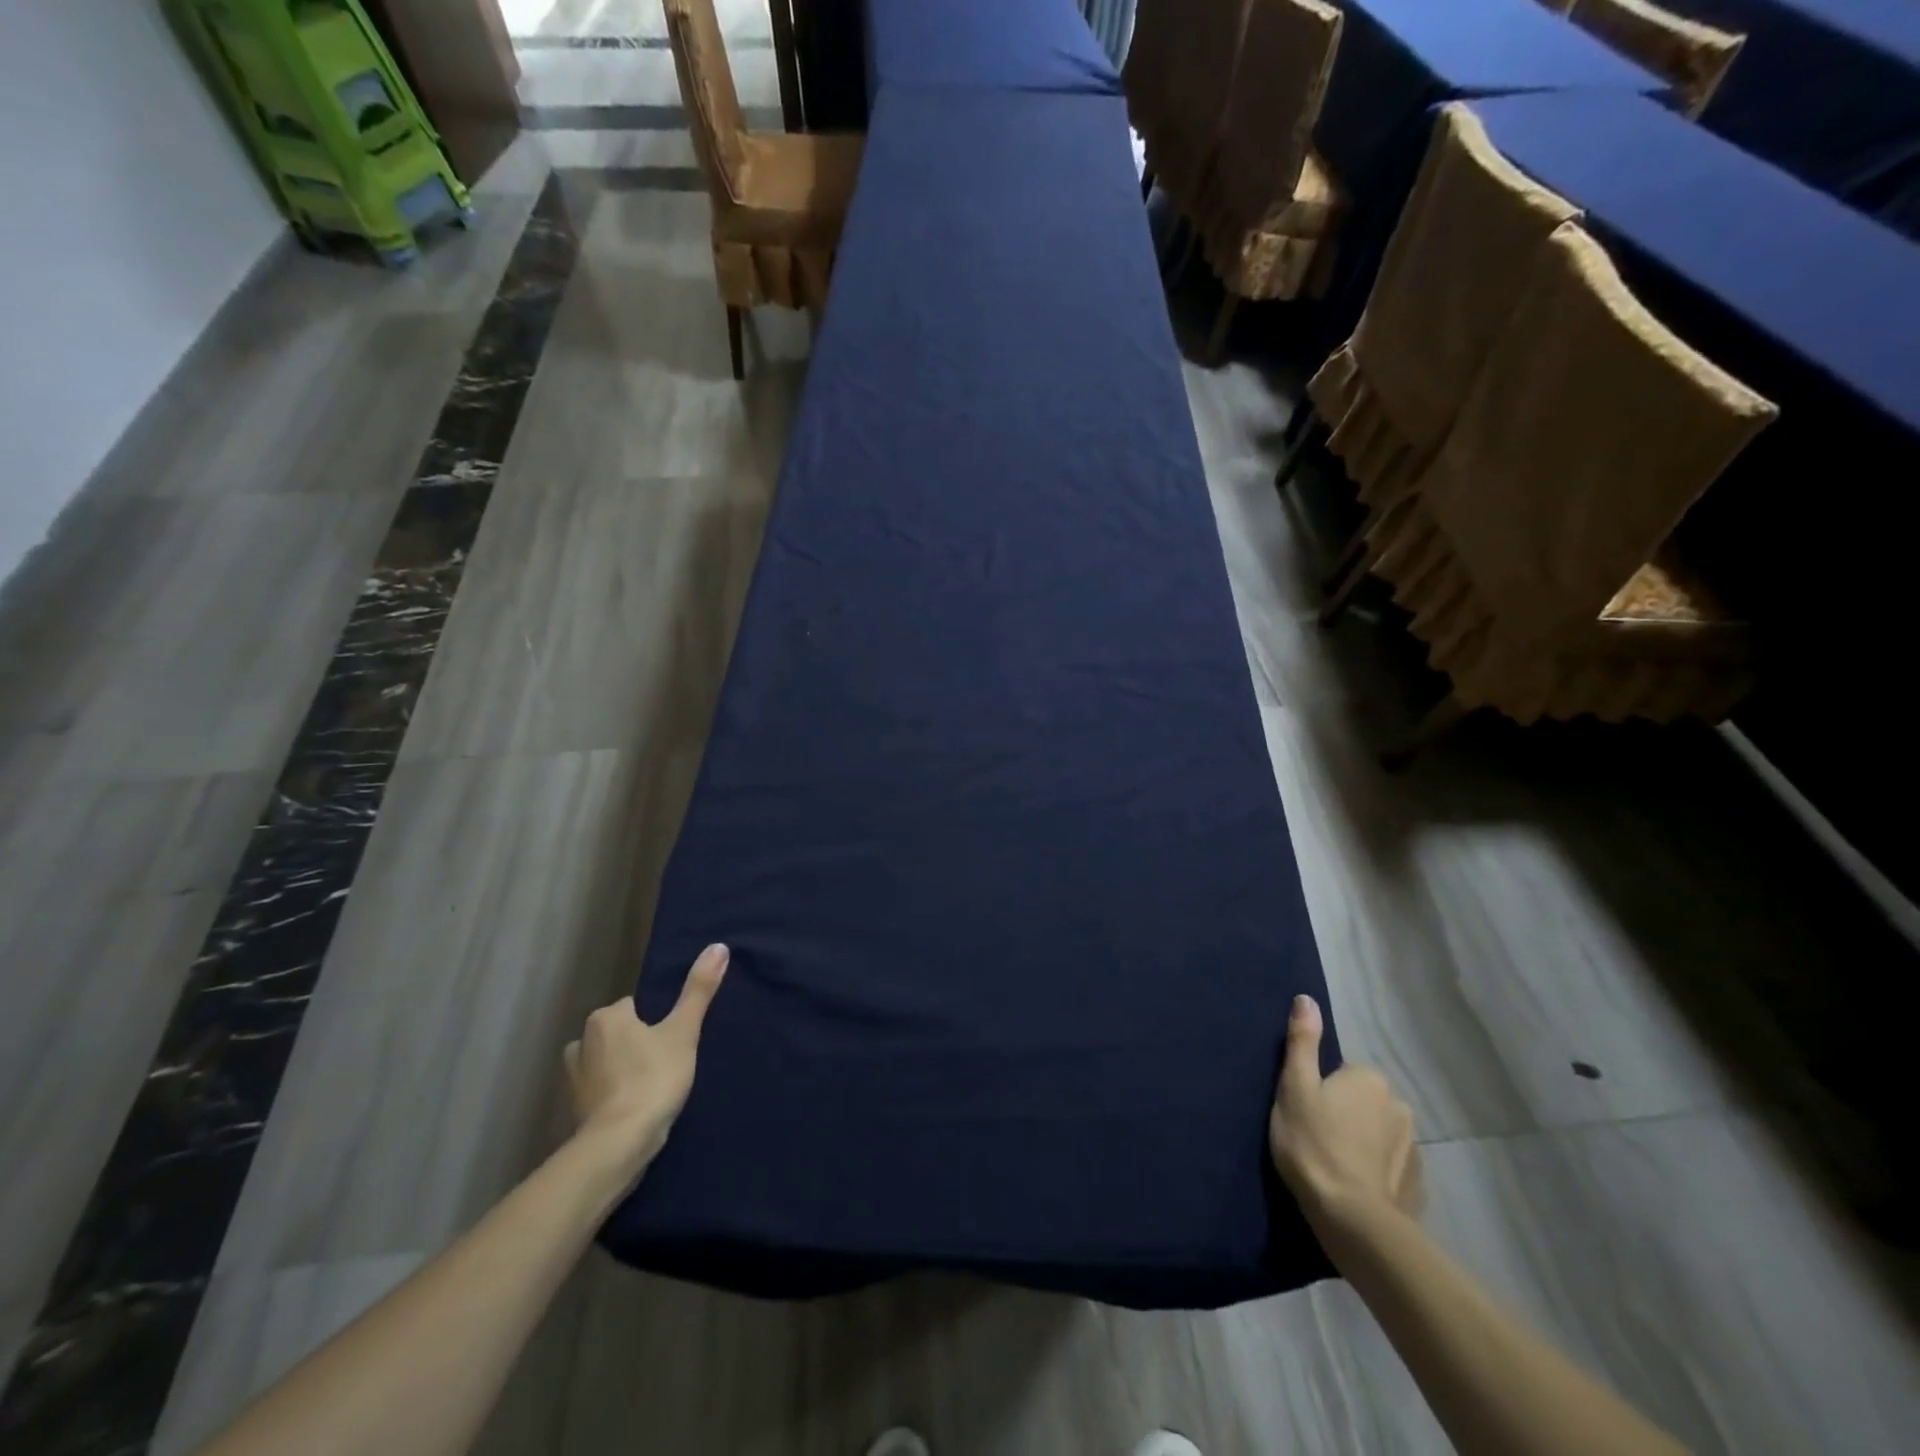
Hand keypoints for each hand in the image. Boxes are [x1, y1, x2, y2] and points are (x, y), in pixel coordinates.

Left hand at [563, 943, 728, 1181]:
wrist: (619, 1145)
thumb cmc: (653, 1079)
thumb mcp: (684, 1031)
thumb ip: (699, 990)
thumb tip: (718, 946)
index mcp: (606, 1017)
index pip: (635, 1006)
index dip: (656, 1021)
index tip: (672, 1039)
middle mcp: (581, 1041)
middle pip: (618, 1033)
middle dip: (636, 1044)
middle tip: (666, 1063)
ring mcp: (572, 1079)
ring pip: (605, 1061)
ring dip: (621, 1070)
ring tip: (650, 1087)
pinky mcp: (572, 1110)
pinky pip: (598, 1091)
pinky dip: (612, 1095)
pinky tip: (633, 1108)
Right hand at [1269, 994, 1423, 1230]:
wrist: (1351, 1219)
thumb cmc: (1313, 1143)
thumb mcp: (1294, 1086)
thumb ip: (1302, 1041)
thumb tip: (1306, 998)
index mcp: (1370, 1079)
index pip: (1341, 1074)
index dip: (1320, 1092)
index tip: (1306, 1114)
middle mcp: (1400, 1106)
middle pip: (1363, 1102)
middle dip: (1346, 1115)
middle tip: (1316, 1138)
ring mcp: (1414, 1148)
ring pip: (1379, 1134)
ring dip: (1363, 1143)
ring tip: (1335, 1167)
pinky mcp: (1417, 1186)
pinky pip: (1391, 1167)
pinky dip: (1377, 1172)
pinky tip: (1356, 1188)